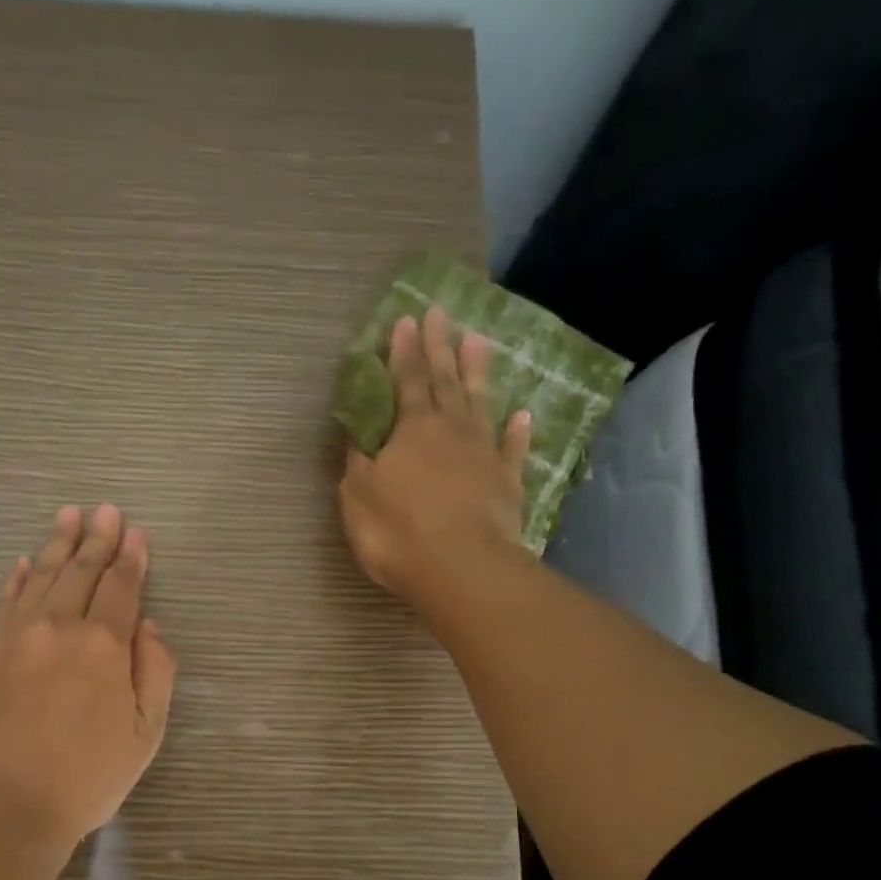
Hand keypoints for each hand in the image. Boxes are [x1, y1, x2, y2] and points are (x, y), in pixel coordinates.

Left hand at [0, 504, 176, 845]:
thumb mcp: (145, 733)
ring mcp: (13, 633)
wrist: (1, 806)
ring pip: (41, 575)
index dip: (132, 558)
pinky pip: (4, 598)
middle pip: (81, 571)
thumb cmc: (85, 778)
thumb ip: (156, 670)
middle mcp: (58, 626)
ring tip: (68, 515)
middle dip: (97, 538)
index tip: (136, 533)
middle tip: (106, 511)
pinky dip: (18, 576)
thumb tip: (150, 624)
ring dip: (58, 543)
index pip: (122, 586)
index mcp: (104, 645)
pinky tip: (26, 562)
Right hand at [338, 306, 532, 608]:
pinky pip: (513, 449)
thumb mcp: (358, 495)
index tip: (406, 320)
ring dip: (478, 372)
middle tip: (441, 313)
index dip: (403, 351)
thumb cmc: (397, 530)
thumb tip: (359, 434)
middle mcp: (451, 430)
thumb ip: (359, 461)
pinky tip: (523, 414)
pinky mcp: (507, 482)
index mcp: (411, 430)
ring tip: (479, 341)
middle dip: (440, 346)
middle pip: (445, 380)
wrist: (459, 566)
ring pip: (480, 403)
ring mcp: (484, 454)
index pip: (406, 380)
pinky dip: (517, 431)